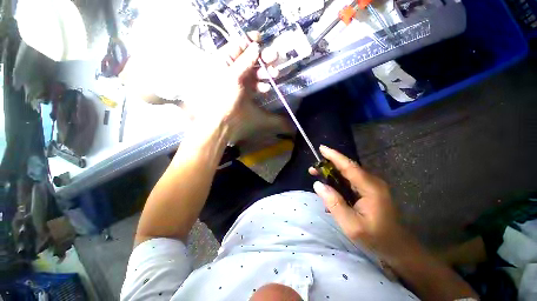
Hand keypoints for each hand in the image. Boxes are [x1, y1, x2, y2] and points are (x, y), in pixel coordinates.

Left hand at [184, 32, 278, 131]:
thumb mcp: (233, 77)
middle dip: (263, 57)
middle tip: (275, 58)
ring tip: (275, 75)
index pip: (238, 44)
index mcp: (224, 60)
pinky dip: (261, 85)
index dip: (250, 40)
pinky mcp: (246, 91)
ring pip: (255, 72)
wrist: (222, 121)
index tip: (263, 40)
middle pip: (250, 58)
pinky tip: (266, 88)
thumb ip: (245, 61)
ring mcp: (240, 81)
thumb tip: (256, 46)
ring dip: (265, 72)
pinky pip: (255, 85)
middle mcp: (232, 68)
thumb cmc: (224, 97)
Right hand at [310, 145, 409, 259]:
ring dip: (331, 172)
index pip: (349, 166)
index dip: (334, 156)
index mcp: (370, 187)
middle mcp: (372, 181)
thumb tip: (318, 185)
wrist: (397, 246)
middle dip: (328, 165)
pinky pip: (350, 180)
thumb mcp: (351, 225)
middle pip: (347, 167)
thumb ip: (334, 204)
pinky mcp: (369, 189)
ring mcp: (372, 185)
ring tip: (317, 175)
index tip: (321, 148)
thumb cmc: (375, 237)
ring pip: (348, 172)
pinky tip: (329, 186)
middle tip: (312, 169)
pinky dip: (337, 179)